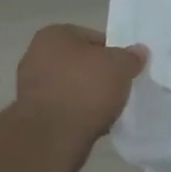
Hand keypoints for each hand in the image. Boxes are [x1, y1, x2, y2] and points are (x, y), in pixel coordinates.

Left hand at [14, 24, 148, 161]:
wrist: (52, 136)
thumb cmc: (84, 89)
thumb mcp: (119, 66)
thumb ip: (131, 57)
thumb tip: (139, 51)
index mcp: (54, 35)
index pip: (93, 38)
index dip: (114, 53)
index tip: (126, 70)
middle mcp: (36, 56)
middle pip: (81, 63)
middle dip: (100, 76)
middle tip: (120, 89)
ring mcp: (31, 87)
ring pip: (72, 87)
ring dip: (89, 97)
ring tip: (109, 110)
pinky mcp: (33, 114)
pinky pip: (65, 109)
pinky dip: (78, 114)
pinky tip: (93, 124)